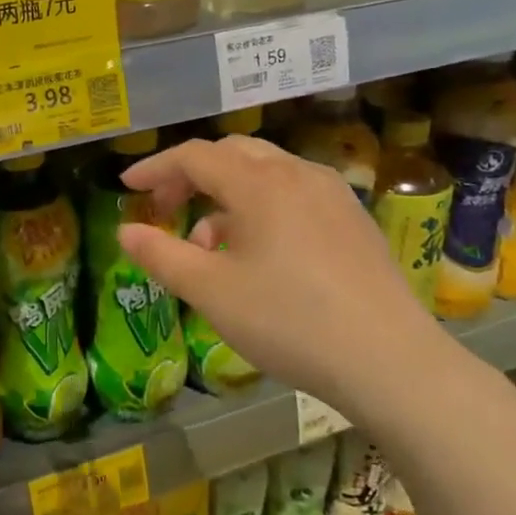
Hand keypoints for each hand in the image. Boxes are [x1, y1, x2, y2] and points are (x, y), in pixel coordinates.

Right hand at [116, 135, 447, 415]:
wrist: (390, 361)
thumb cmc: (288, 321)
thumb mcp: (210, 292)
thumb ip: (161, 255)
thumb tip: (125, 231)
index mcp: (259, 183)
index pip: (194, 156)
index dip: (155, 167)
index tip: (127, 186)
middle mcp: (298, 174)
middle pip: (232, 154)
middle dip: (191, 175)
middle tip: (165, 208)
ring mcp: (332, 194)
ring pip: (265, 172)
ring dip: (226, 194)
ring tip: (209, 245)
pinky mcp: (353, 219)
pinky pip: (294, 193)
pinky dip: (261, 206)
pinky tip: (259, 252)